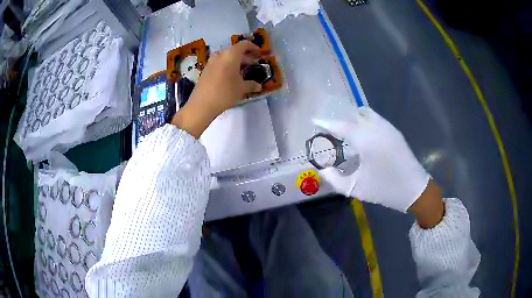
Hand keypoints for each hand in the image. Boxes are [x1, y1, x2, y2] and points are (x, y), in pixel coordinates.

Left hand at [172, 41, 262, 137]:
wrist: (201, 104)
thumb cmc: (225, 93)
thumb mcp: (241, 89)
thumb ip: (251, 85)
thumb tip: (259, 86)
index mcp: (231, 55)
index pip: (244, 44)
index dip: (253, 48)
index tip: (259, 54)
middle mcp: (220, 54)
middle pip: (235, 50)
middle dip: (245, 56)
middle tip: (253, 64)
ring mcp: (211, 61)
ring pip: (226, 57)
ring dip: (235, 62)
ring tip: (242, 71)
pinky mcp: (206, 69)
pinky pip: (219, 63)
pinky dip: (227, 66)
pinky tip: (230, 77)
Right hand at [314, 107, 431, 212]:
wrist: (414, 189)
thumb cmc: (384, 189)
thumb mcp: (356, 188)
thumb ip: (335, 179)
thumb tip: (322, 169)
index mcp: (366, 141)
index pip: (341, 126)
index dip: (326, 122)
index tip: (314, 120)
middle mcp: (376, 128)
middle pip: (353, 116)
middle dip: (339, 119)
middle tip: (329, 127)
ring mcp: (387, 127)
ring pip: (365, 113)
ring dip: (353, 118)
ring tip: (344, 129)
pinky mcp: (394, 131)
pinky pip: (375, 118)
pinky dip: (364, 120)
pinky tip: (361, 132)